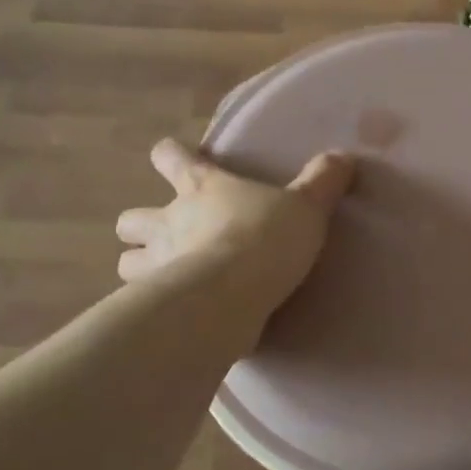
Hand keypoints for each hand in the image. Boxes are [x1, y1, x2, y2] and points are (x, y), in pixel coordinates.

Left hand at [115, 139, 353, 315]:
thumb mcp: (306, 207)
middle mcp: (169, 221)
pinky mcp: (157, 304)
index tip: (176, 160)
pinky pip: (144, 304)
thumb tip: (344, 157)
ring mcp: (156, 264)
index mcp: (201, 187)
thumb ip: (322, 182)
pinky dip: (154, 306)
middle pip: (132, 218)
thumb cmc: (265, 238)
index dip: (171, 156)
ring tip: (164, 277)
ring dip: (141, 267)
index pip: (170, 157)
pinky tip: (176, 313)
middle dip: (142, 226)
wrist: (233, 295)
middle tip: (166, 236)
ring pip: (126, 262)